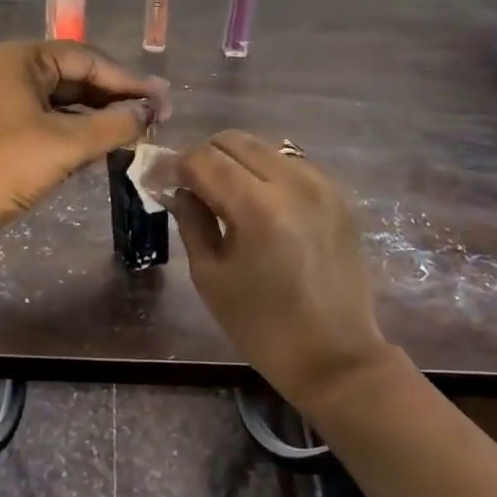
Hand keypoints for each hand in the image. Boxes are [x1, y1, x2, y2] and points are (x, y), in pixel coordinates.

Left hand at [0, 40, 170, 256]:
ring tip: (137, 135)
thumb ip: (115, 124)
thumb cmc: (4, 166)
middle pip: (78, 79)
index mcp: (24, 59)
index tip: (165, 101)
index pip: (89, 59)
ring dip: (100, 119)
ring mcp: (6, 104)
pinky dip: (78, 135)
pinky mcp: (4, 134)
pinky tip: (103, 149)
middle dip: (116, 100)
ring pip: (66, 104)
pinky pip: (52, 125)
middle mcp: (14, 72)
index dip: (130, 81)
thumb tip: (151, 111)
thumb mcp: (66, 144)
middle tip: (156, 119)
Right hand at [168, 131, 392, 403]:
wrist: (335, 355)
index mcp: (258, 207)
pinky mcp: (337, 195)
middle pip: (233, 141)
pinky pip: (290, 164)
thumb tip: (177, 189)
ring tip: (222, 195)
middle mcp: (293, 182)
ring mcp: (321, 185)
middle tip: (187, 186)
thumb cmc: (262, 326)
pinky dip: (264, 173)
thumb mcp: (211, 277)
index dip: (174, 166)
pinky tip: (257, 203)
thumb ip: (191, 221)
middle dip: (203, 158)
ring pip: (263, 147)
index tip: (158, 181)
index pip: (203, 159)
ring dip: (234, 162)